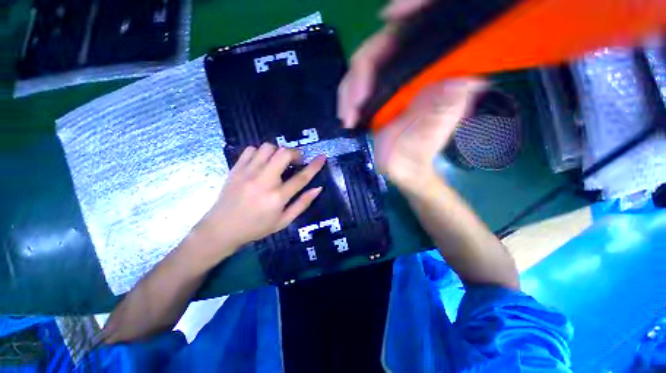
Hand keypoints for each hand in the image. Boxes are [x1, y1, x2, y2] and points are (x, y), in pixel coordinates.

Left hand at [194, 143, 325, 255]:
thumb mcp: (284, 221)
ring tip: (279, 161)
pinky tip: (262, 162)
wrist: (222, 229)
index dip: (314, 165)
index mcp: (277, 197)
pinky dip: (261, 152)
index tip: (322, 157)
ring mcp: (248, 172)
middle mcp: (264, 181)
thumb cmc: (256, 227)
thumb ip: (302, 204)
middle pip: (284, 154)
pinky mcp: (236, 168)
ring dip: (278, 152)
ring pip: (268, 147)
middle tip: (296, 161)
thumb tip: (318, 188)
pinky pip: (251, 149)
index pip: (301, 177)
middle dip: (295, 153)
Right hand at [337, 0, 484, 192]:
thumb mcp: (437, 129)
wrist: (404, 167)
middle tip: (357, 100)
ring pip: (361, 70)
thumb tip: (460, 80)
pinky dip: (347, 102)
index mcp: (429, 71)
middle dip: (362, 70)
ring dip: (349, 90)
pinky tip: (347, 117)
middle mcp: (406, 71)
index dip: (408, 12)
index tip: (391, 16)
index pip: (417, 31)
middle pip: (379, 48)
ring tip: (348, 117)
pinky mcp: (371, 98)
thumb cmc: (423, 150)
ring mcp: (385, 84)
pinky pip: (353, 90)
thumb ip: (446, 107)